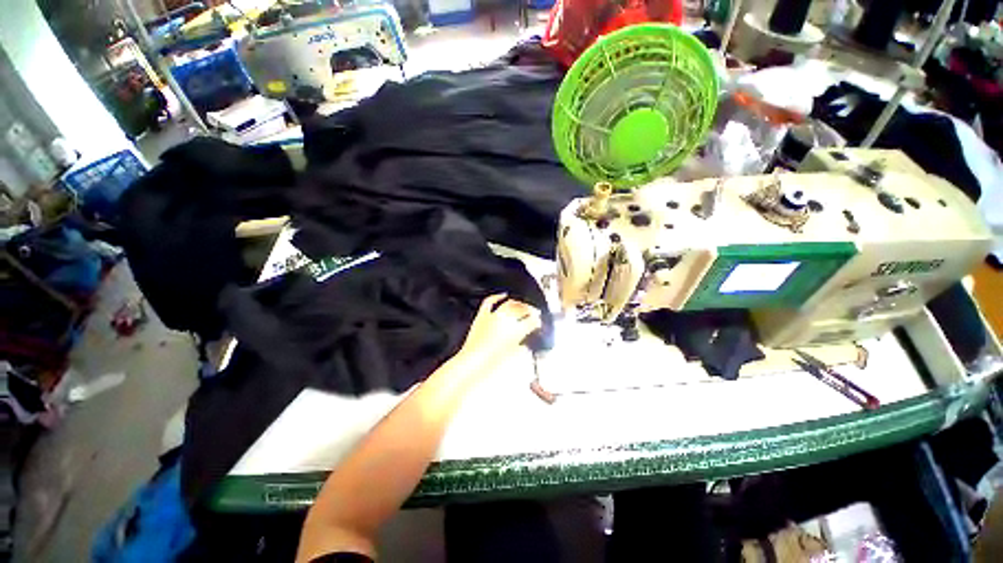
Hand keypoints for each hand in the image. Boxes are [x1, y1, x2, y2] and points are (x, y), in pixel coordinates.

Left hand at [458, 294, 541, 365]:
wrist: (472, 361)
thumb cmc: (490, 361)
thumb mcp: (512, 355)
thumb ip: (521, 347)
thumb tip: (525, 343)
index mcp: (515, 331)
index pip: (531, 321)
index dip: (537, 320)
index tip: (538, 321)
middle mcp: (505, 320)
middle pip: (522, 309)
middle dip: (530, 310)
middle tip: (534, 312)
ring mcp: (493, 316)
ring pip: (510, 303)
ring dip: (518, 303)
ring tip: (523, 305)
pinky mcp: (482, 316)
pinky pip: (490, 302)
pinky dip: (497, 297)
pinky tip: (503, 295)